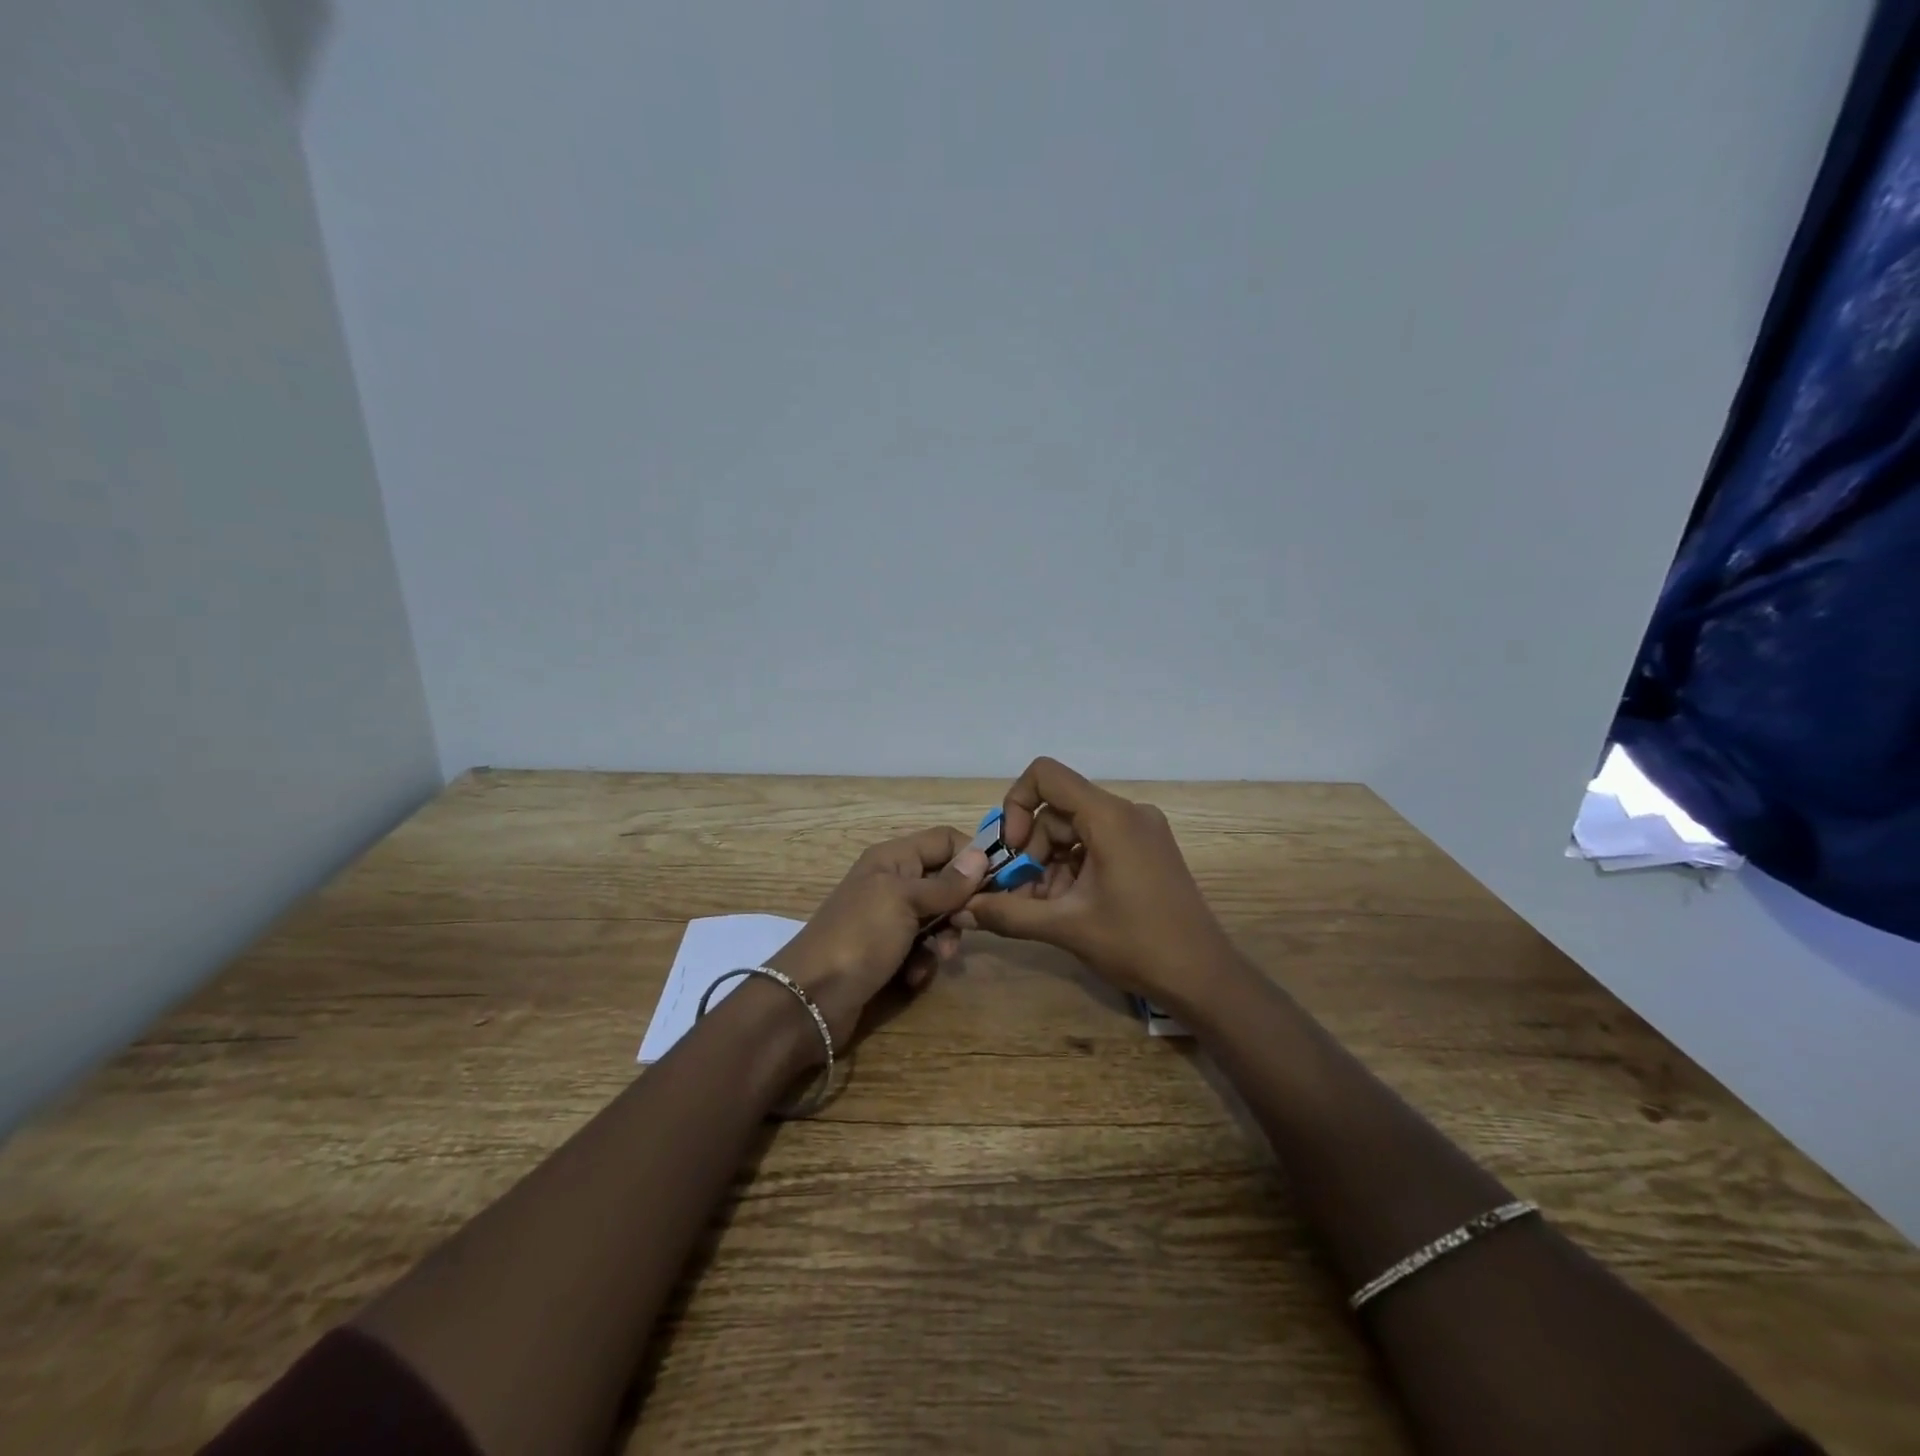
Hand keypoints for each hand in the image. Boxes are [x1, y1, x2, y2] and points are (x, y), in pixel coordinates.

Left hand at [768, 827, 989, 1047]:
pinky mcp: (887, 954)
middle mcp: (893, 883)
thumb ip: (946, 883)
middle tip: (969, 926)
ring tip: (941, 956)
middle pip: (945, 881)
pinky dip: (923, 962)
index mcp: (893, 859)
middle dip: (961, 905)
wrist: (810, 999)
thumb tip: (982, 855)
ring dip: (945, 938)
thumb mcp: (904, 902)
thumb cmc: (859, 937)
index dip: (972, 856)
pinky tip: (913, 976)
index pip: (944, 840)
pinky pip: (922, 949)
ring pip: (938, 919)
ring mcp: (889, 920)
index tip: (999, 882)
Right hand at [955, 758, 1238, 1020]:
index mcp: (1110, 817)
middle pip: (1057, 810)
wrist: (1204, 977)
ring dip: (1050, 864)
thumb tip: (964, 908)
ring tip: (1043, 908)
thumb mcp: (1066, 928)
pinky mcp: (1147, 849)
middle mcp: (1127, 812)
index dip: (1016, 805)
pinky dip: (1073, 868)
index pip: (1046, 776)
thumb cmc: (1137, 945)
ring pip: (1074, 830)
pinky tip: (1067, 906)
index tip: (1013, 850)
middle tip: (1021, 894)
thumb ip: (1010, 913)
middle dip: (1032, 850)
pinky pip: (1096, 843)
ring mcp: (1141, 830)